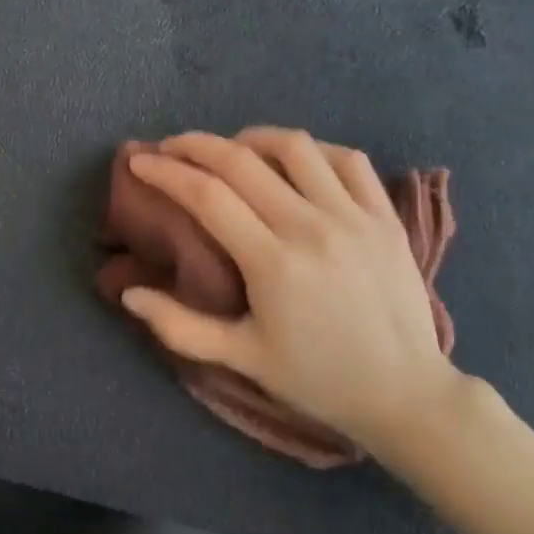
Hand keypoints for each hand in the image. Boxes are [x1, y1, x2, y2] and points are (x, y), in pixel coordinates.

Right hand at [120, 128, 463, 467]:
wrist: (405, 394)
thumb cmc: (317, 378)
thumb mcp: (241, 359)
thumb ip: (179, 327)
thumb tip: (128, 294)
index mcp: (272, 264)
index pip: (207, 196)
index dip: (166, 171)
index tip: (140, 161)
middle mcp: (311, 228)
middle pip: (241, 161)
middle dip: (195, 145)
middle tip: (170, 147)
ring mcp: (353, 217)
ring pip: (295, 147)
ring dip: (252, 138)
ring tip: (230, 149)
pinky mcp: (385, 217)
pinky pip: (347, 159)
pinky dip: (313, 149)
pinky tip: (294, 160)